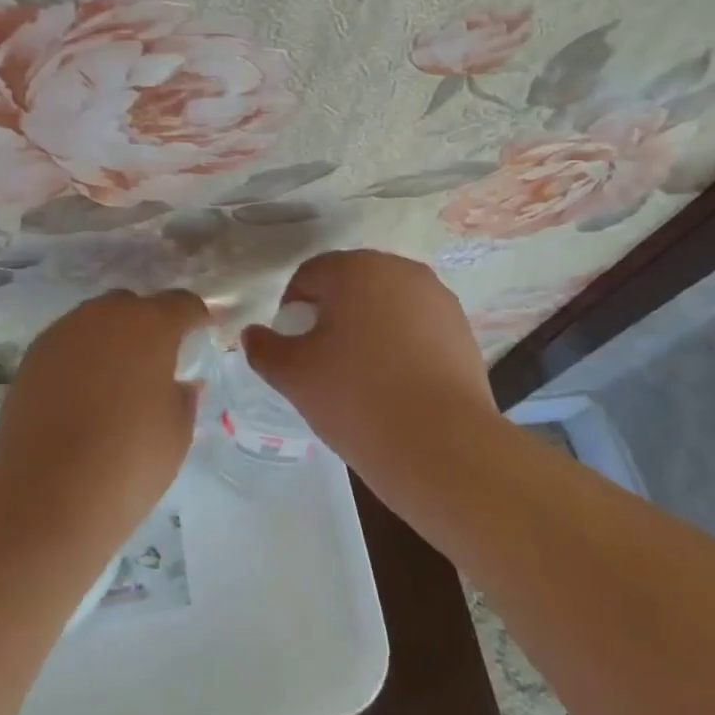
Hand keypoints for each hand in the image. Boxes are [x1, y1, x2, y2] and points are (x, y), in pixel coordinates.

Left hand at [0, 289, 208, 541]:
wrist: (41, 499)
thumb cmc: (126, 463)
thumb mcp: (176, 434)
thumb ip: (184, 398)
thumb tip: (180, 384)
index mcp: (150, 326)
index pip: (182, 304)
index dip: (197, 316)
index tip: (205, 331)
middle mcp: (104, 316)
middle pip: (134, 306)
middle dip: (149, 325)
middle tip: (158, 361)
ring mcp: (63, 333)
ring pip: (97, 322)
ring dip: (112, 339)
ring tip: (118, 379)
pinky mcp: (32, 357)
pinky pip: (69, 344)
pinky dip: (82, 358)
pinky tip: (84, 393)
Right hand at [242, 250, 496, 481]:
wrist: (442, 446)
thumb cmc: (356, 398)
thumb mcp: (294, 376)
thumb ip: (265, 349)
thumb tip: (252, 335)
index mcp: (356, 268)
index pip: (309, 275)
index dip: (292, 309)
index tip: (293, 347)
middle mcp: (399, 269)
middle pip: (351, 284)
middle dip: (332, 314)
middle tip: (323, 361)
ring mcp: (437, 298)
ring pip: (386, 304)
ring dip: (369, 327)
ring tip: (362, 375)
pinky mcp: (462, 329)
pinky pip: (417, 326)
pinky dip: (401, 344)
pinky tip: (397, 384)